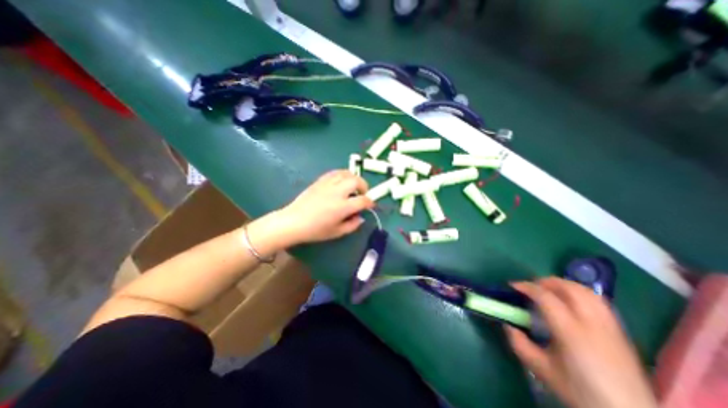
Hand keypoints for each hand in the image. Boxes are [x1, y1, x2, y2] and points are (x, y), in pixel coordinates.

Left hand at [275, 168, 374, 245]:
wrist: (293, 221)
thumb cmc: (315, 230)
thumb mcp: (337, 232)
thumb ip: (352, 225)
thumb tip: (361, 217)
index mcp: (342, 207)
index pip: (363, 200)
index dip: (370, 202)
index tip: (370, 205)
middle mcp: (337, 192)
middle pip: (356, 181)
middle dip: (364, 186)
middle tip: (362, 193)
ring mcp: (328, 184)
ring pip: (346, 173)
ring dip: (354, 178)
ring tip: (353, 186)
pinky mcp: (320, 181)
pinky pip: (335, 173)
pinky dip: (342, 175)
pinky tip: (341, 182)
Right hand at [504, 278, 657, 407]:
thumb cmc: (581, 393)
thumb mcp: (542, 370)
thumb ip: (520, 344)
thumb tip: (507, 325)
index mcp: (571, 332)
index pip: (546, 297)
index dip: (527, 287)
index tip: (513, 286)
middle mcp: (592, 324)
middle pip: (569, 288)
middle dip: (545, 281)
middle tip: (531, 286)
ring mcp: (610, 327)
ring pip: (586, 291)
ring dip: (564, 284)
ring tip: (549, 290)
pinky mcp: (620, 333)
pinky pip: (598, 301)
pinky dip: (580, 293)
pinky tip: (571, 302)